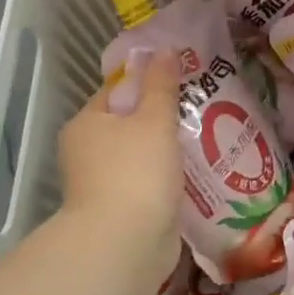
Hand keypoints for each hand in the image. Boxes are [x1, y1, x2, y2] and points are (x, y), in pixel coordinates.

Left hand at [57, 50, 181, 264]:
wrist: (125, 245)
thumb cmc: (136, 171)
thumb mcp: (153, 119)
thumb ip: (161, 85)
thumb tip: (164, 49)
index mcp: (86, 124)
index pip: (116, 92)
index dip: (147, 82)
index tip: (181, 81)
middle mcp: (86, 152)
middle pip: (129, 125)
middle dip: (162, 119)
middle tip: (200, 109)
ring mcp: (102, 185)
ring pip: (140, 156)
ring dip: (167, 151)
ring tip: (207, 139)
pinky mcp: (121, 211)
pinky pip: (148, 184)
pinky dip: (167, 179)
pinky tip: (197, 173)